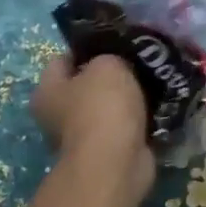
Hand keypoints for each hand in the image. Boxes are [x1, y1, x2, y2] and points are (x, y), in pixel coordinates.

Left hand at [32, 54, 154, 205]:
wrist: (115, 162)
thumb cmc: (102, 106)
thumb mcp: (107, 65)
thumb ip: (109, 58)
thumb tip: (116, 66)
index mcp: (46, 91)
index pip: (63, 59)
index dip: (88, 49)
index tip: (116, 44)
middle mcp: (57, 115)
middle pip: (86, 85)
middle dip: (112, 75)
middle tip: (140, 63)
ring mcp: (82, 137)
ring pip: (108, 107)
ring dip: (128, 99)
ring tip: (155, 83)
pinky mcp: (107, 152)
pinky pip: (125, 127)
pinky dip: (139, 120)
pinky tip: (158, 107)